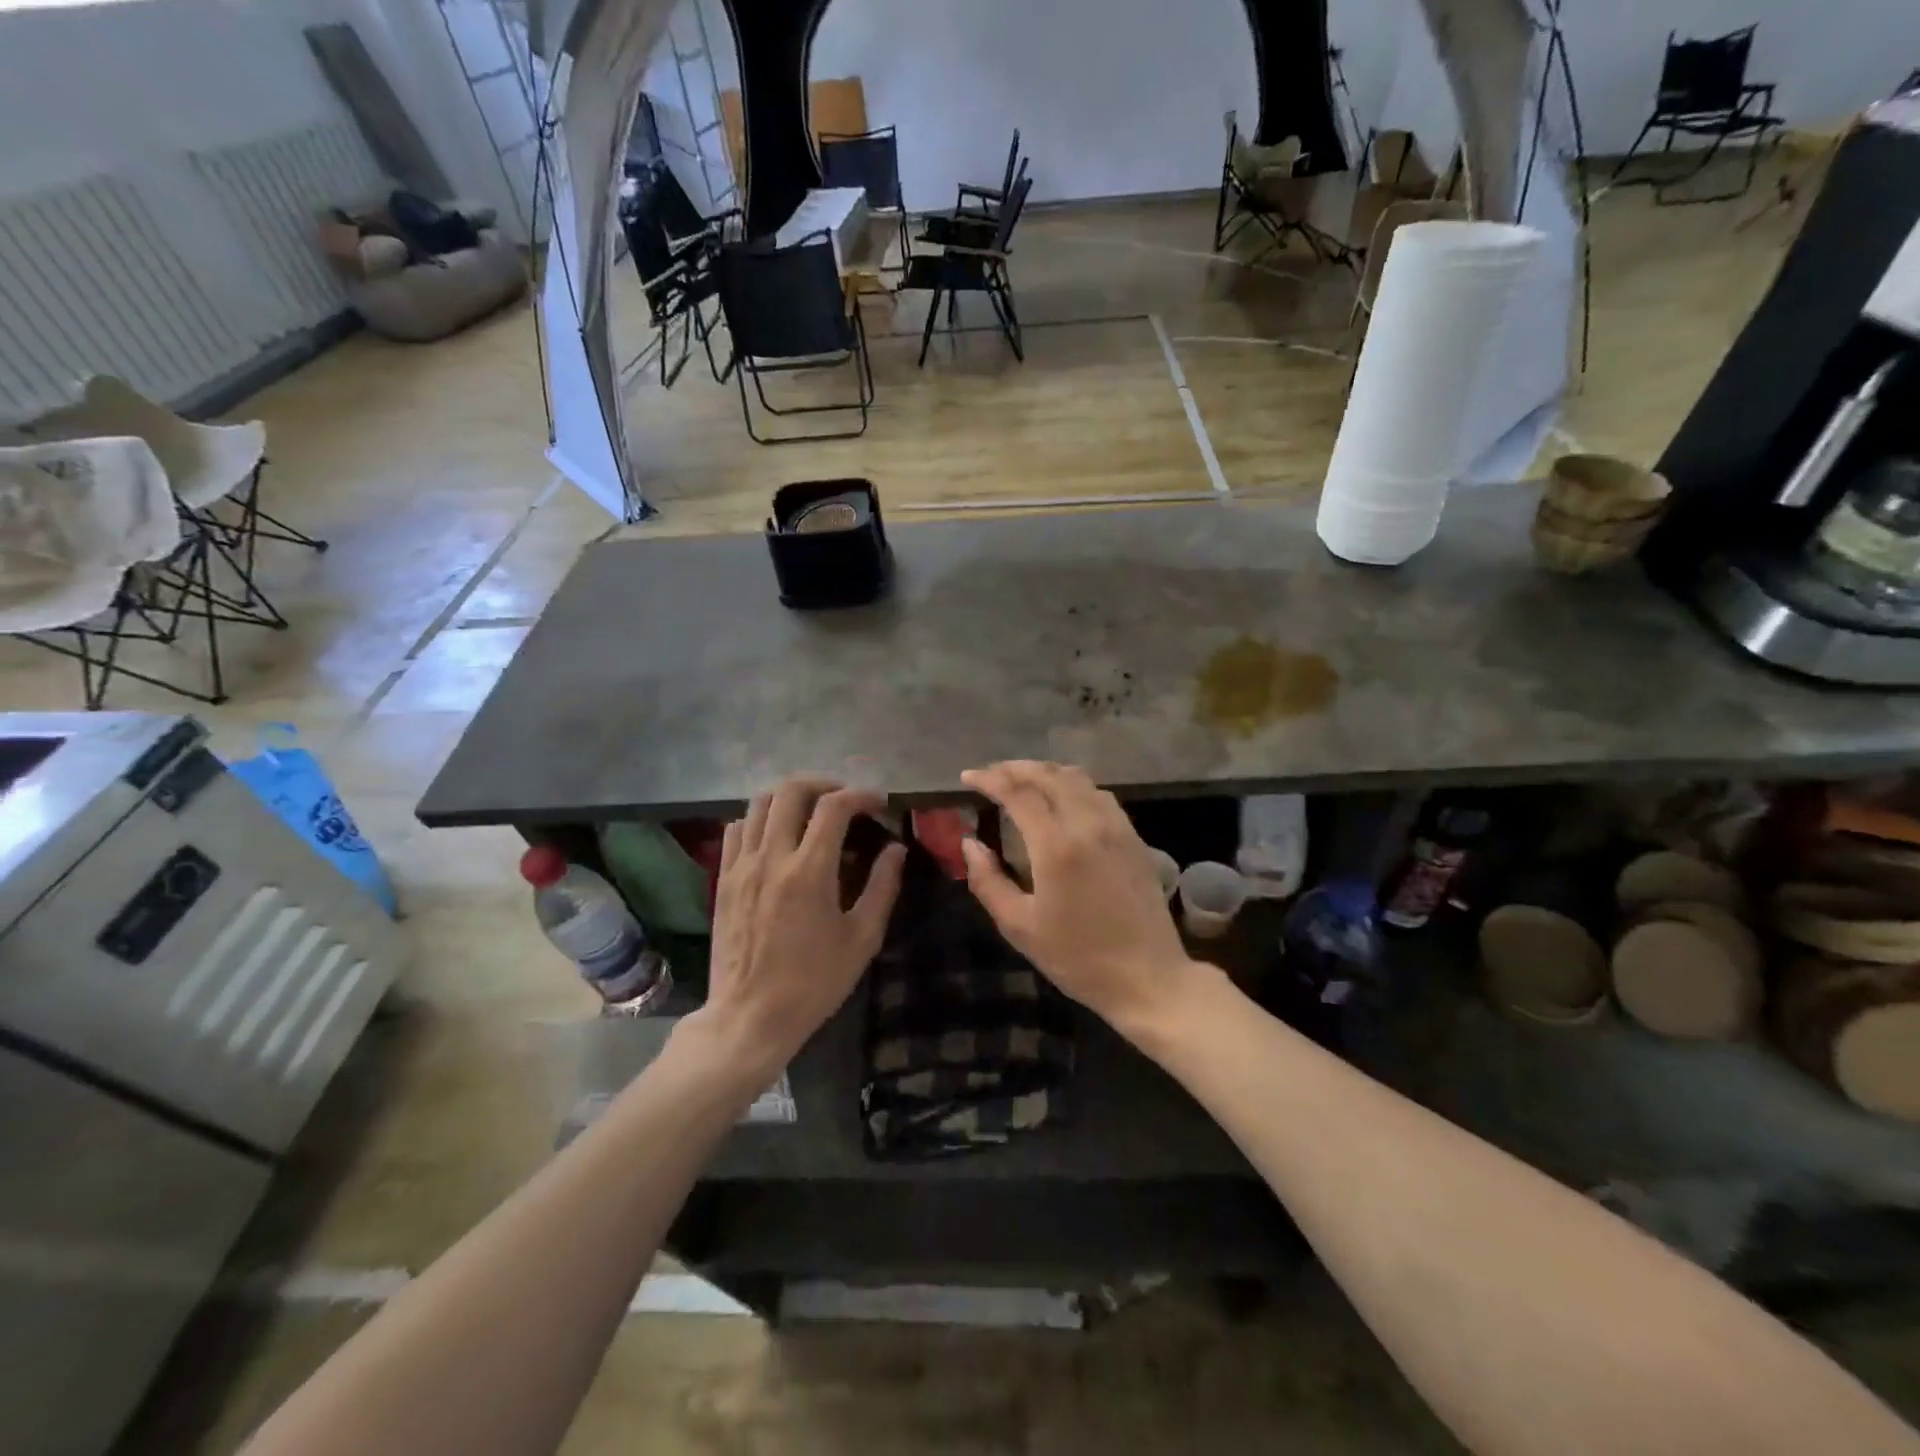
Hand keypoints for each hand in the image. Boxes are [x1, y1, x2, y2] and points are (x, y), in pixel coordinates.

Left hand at [693, 778, 905, 1079]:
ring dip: (790, 796)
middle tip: (845, 798)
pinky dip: (760, 819)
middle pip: (791, 790)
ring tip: (812, 810)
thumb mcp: (861, 939)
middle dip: (824, 784)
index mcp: (809, 870)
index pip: (835, 806)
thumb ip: (882, 886)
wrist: (749, 1018)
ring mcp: (741, 865)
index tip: (879, 803)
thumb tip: (896, 849)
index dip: (861, 795)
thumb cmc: (814, 983)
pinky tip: (778, 836)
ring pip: (759, 802)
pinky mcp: (723, 878)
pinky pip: (737, 829)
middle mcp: (772, 856)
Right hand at [960, 761, 1198, 1035]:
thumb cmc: (1078, 958)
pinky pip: (1099, 794)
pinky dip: (1072, 784)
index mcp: (1057, 846)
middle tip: (990, 774)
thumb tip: (969, 844)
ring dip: (1045, 772)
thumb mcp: (1020, 927)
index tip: (968, 776)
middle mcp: (1088, 824)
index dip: (990, 779)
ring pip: (1077, 778)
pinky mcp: (1133, 837)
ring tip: (1022, 780)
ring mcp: (1116, 827)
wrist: (1148, 978)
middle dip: (1015, 768)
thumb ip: (987, 881)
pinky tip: (1062, 798)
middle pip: (1049, 775)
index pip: (1018, 793)